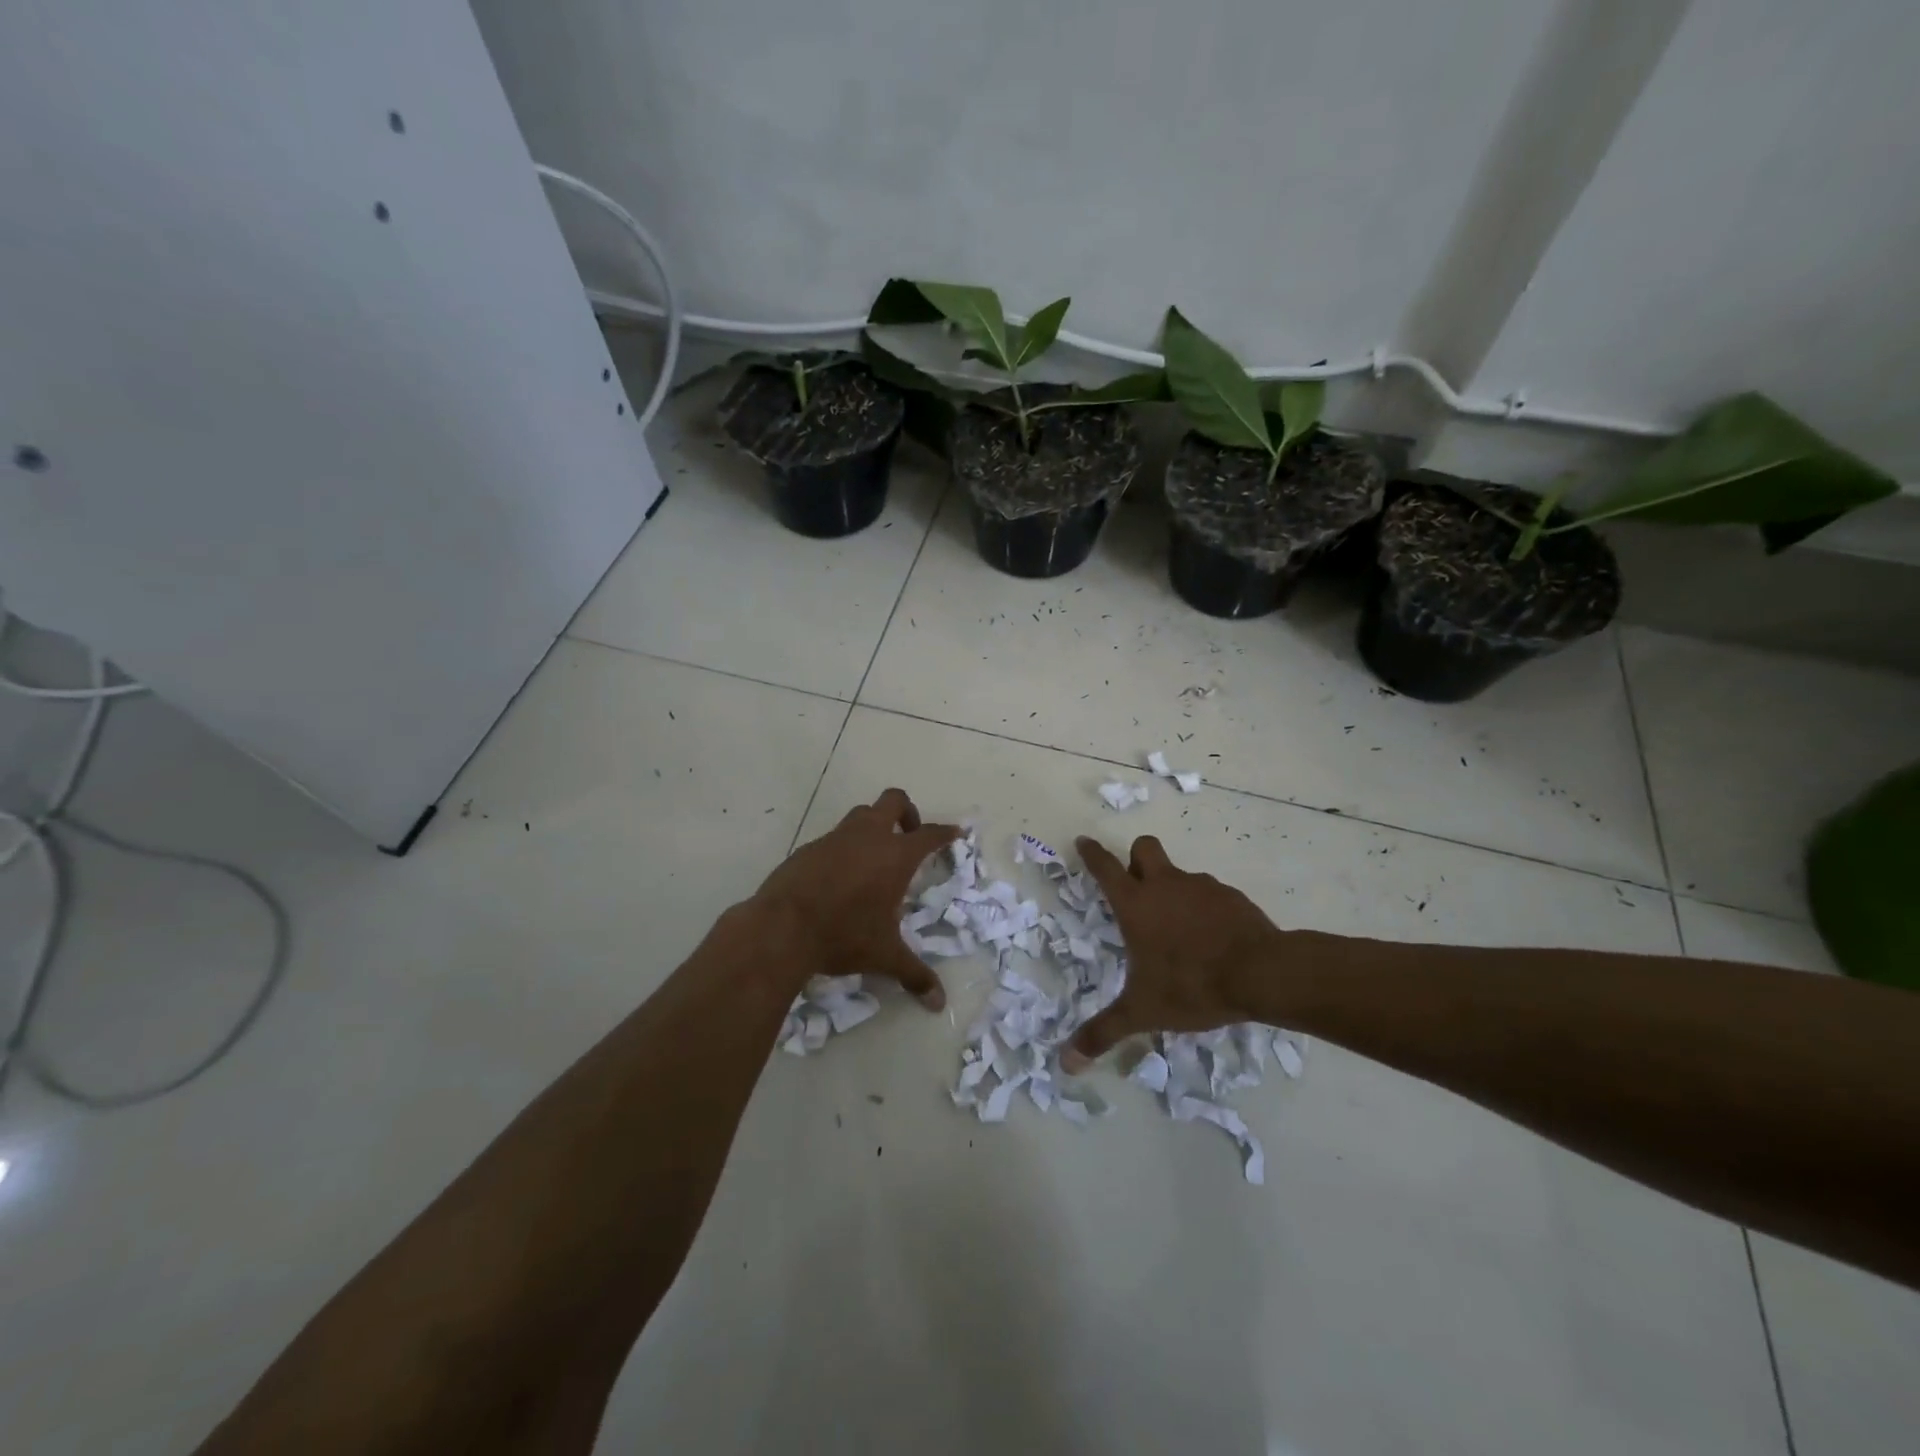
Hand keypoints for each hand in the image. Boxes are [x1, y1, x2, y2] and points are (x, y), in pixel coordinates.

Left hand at [750, 788, 959, 1008]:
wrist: (781, 928)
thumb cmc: (843, 935)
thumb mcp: (884, 956)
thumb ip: (915, 974)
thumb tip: (939, 1003)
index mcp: (895, 855)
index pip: (929, 834)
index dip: (945, 832)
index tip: (955, 832)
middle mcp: (868, 836)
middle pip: (894, 800)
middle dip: (907, 812)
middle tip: (909, 836)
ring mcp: (835, 838)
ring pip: (861, 814)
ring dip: (874, 825)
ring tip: (875, 858)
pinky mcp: (809, 848)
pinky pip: (835, 837)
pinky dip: (846, 847)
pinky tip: (841, 877)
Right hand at [1061, 834, 1283, 1069]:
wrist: (1262, 973)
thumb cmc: (1191, 985)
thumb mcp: (1142, 1012)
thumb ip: (1103, 1032)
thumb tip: (1065, 1064)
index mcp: (1136, 904)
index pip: (1106, 867)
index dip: (1092, 853)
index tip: (1084, 842)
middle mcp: (1165, 885)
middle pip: (1144, 848)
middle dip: (1136, 858)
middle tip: (1137, 886)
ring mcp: (1201, 887)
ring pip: (1179, 873)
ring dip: (1173, 889)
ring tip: (1178, 929)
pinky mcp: (1231, 897)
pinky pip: (1209, 893)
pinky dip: (1204, 908)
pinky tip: (1211, 938)